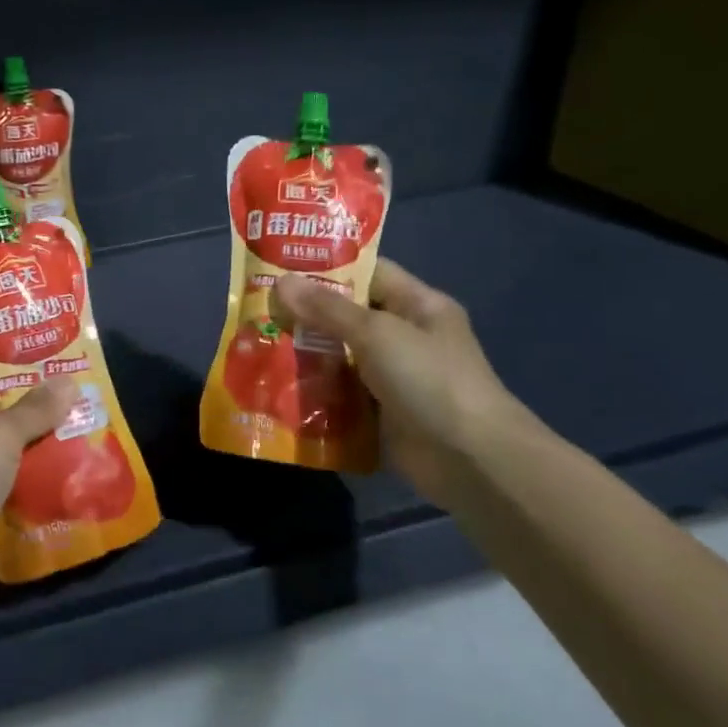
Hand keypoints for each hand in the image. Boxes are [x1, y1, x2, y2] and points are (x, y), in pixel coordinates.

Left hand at [0, 363, 77, 614]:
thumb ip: (35, 409)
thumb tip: (69, 380)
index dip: (15, 356)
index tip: (57, 350)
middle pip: (2, 406)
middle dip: (43, 401)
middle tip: (89, 388)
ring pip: (13, 445)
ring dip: (46, 440)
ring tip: (94, 424)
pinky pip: (16, 480)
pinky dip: (40, 477)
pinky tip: (79, 469)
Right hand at [274, 260, 542, 505]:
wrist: (471, 461)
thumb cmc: (429, 380)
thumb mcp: (377, 334)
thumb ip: (327, 308)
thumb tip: (280, 283)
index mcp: (417, 305)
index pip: (368, 272)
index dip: (326, 266)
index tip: (279, 265)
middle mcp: (406, 336)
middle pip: (348, 315)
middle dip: (305, 313)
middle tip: (256, 308)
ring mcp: (394, 376)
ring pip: (339, 355)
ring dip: (305, 354)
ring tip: (256, 344)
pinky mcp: (381, 412)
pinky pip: (340, 393)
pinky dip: (314, 390)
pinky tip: (276, 386)